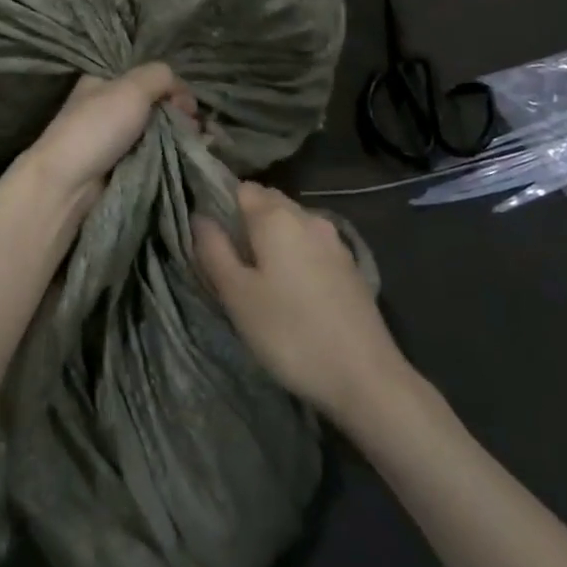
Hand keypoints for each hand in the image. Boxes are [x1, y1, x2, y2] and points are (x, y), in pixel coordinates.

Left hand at [21, 63, 194, 212]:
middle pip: (158, 103)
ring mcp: (119, 137)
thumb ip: (160, 75)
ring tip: (196, 142)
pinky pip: (157, 153)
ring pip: (161, 129)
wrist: (69, 184)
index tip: (186, 102)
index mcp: (105, 80)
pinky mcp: (126, 165)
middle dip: (180, 112)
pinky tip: (190, 154)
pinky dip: (174, 153)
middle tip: (192, 126)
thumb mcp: (130, 87)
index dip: (171, 85)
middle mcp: (112, 105)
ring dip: (181, 134)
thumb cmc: (97, 127)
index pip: (148, 75)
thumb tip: (181, 91)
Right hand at [194, 183, 406, 420]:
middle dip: (246, 221)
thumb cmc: (290, 333)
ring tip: (259, 276)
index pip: (240, 188)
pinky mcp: (351, 266)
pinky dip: (296, 255)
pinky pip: (312, 245)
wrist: (367, 378)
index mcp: (276, 216)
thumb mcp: (237, 295)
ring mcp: (334, 241)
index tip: (210, 236)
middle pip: (268, 202)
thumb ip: (213, 250)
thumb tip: (199, 217)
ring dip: (272, 238)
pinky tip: (293, 289)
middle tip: (230, 259)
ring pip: (292, 224)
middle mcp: (307, 217)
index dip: (221, 204)